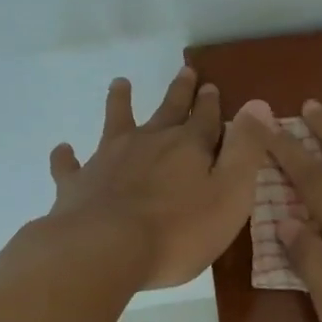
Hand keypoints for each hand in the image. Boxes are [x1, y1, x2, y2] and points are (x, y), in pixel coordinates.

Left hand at [48, 67, 274, 289]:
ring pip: (116, 122)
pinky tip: (63, 150)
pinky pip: (69, 165)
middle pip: (166, 111)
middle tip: (185, 71)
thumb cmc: (178, 231)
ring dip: (120, 103)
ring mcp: (108, 160)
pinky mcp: (77, 184)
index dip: (210, 104)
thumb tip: (258, 105)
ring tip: (120, 83)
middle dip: (179, 93)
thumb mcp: (230, 193)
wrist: (106, 249)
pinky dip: (67, 156)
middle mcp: (148, 143)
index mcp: (187, 147)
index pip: (205, 119)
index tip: (211, 86)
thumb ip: (246, 150)